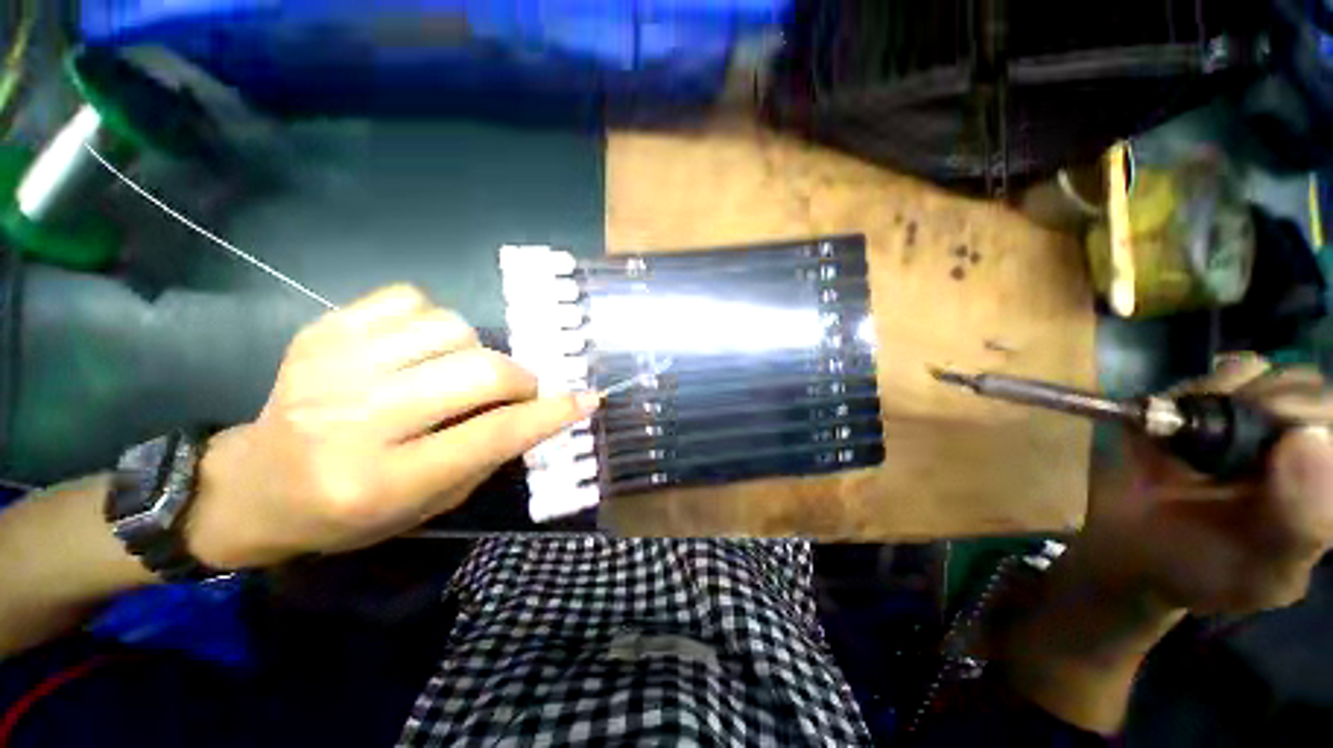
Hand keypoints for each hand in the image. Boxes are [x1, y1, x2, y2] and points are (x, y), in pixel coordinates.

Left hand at [185, 285, 598, 568]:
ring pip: (452, 327)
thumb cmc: (348, 512)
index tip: (585, 399)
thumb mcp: (428, 504)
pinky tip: (421, 347)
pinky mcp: (321, 332)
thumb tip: (541, 411)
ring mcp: (333, 366)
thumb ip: (487, 455)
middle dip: (519, 379)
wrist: (254, 485)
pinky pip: (410, 298)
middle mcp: (356, 418)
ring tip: (459, 371)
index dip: (549, 414)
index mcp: (382, 480)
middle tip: (517, 391)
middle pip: (479, 371)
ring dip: (476, 350)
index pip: (491, 435)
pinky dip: (433, 320)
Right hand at [998, 357, 1332, 733]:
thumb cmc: (1183, 577)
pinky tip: (1173, 424)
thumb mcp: (1255, 574)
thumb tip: (1312, 443)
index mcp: (1325, 491)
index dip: (1312, 426)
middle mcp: (1299, 449)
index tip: (1263, 457)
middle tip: (1206, 457)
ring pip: (1263, 373)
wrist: (1114, 557)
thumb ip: (1301, 523)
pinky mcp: (1200, 411)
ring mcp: (1250, 426)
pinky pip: (1220, 372)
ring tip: (1184, 445)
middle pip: (1308, 387)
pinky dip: (1201, 387)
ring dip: (1223, 400)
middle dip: (1261, 410)